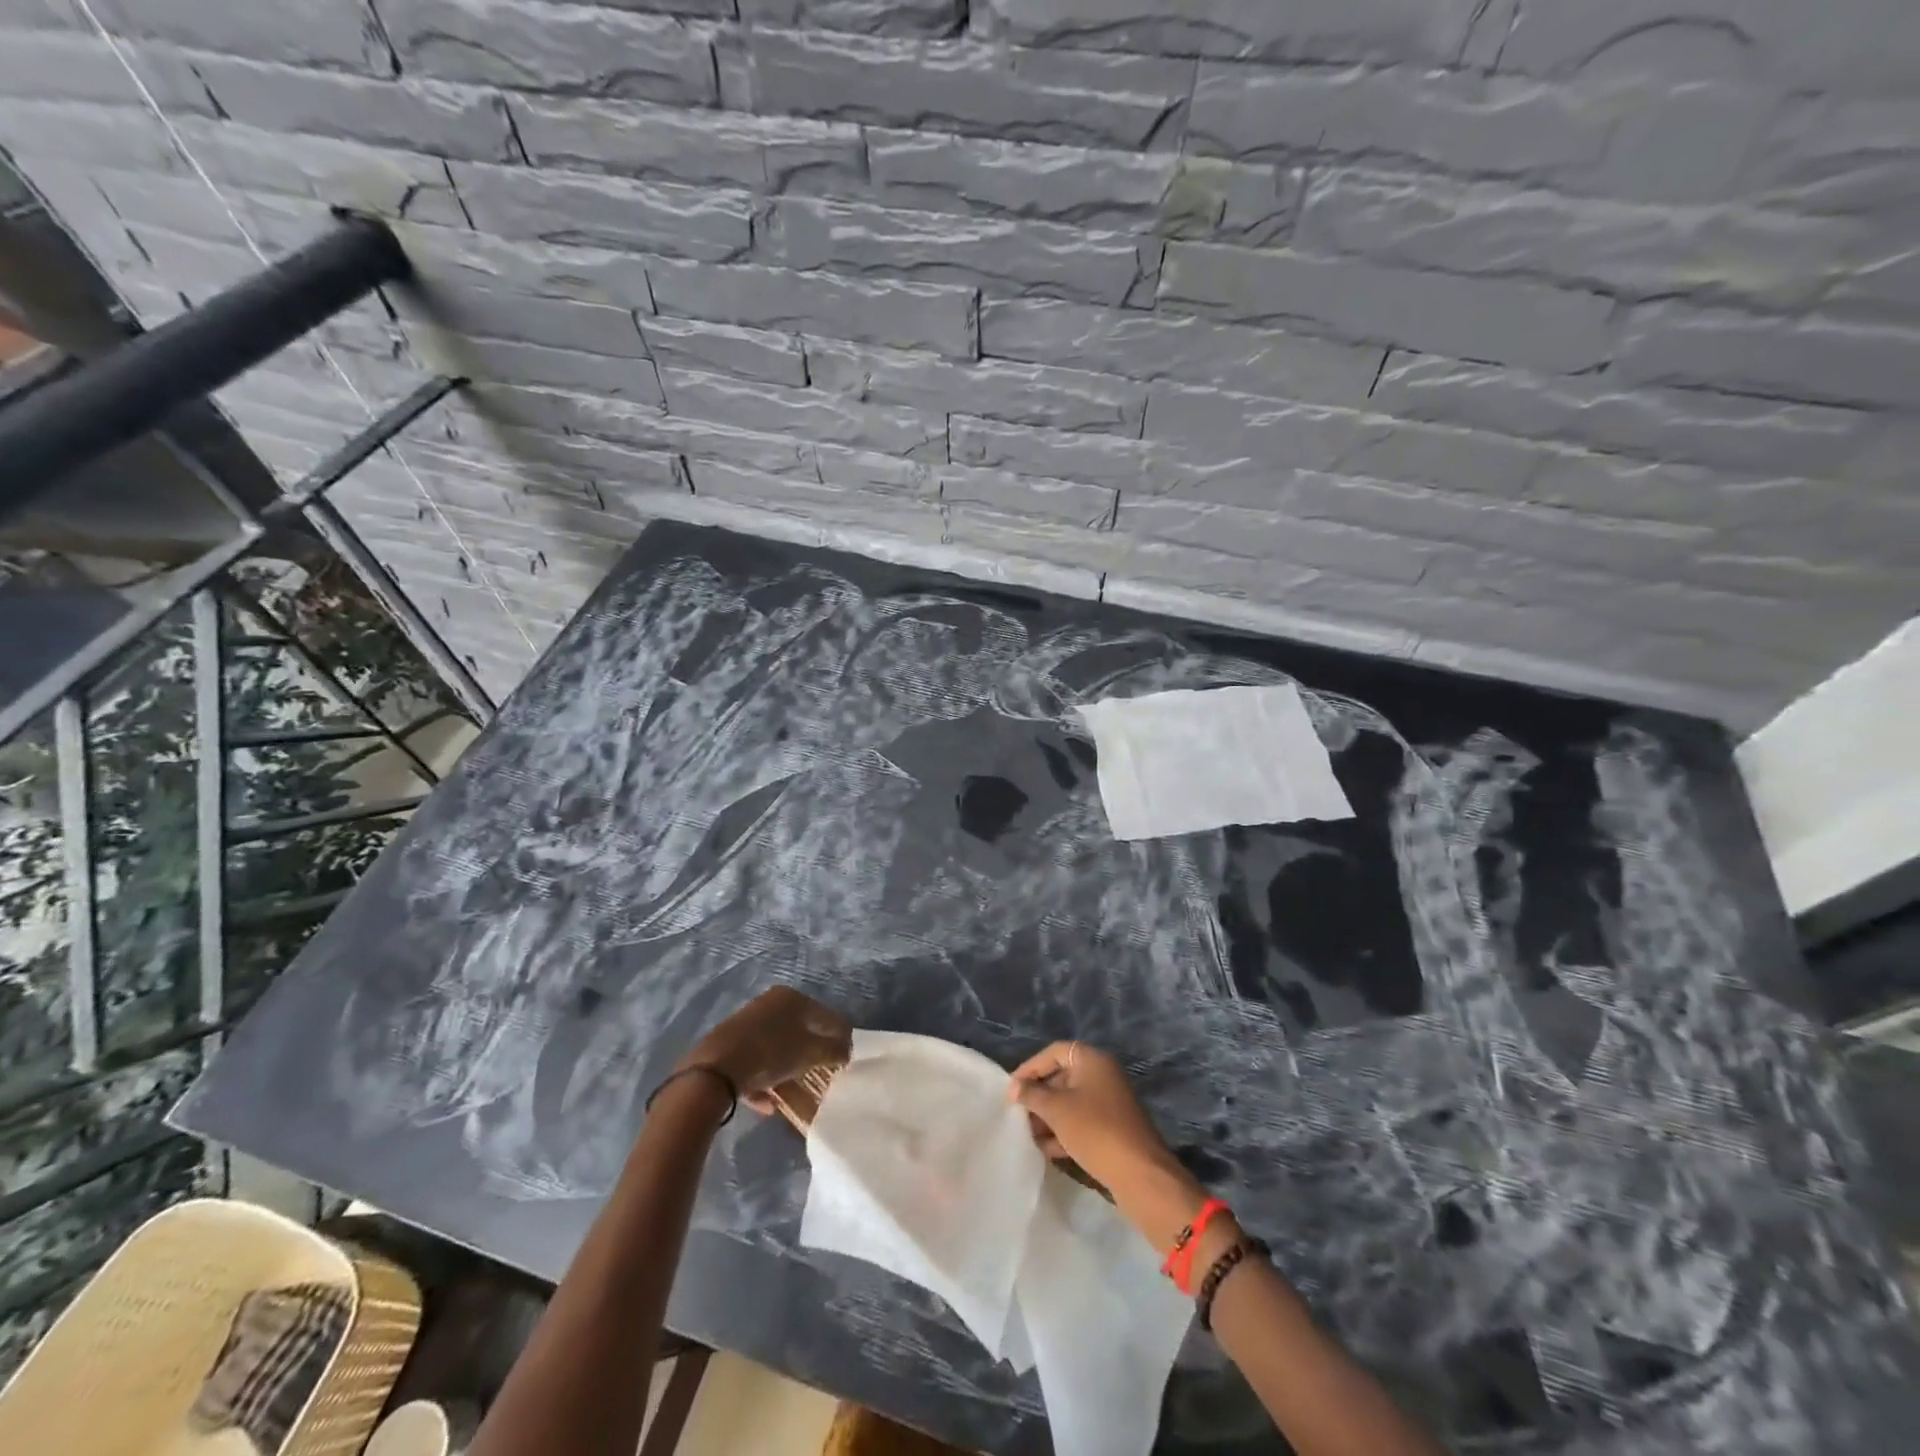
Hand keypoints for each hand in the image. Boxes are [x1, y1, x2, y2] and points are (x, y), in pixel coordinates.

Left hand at [683, 987, 850, 1113]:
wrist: (713, 1071)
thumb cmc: (770, 1053)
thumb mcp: (810, 1053)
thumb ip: (834, 1050)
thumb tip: (846, 1050)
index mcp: (792, 998)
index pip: (826, 1016)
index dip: (840, 1037)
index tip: (847, 1060)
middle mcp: (770, 1004)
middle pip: (800, 1030)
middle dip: (812, 1053)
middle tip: (823, 1074)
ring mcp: (747, 1024)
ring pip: (777, 1047)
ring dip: (788, 1069)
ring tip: (797, 1091)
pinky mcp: (729, 1045)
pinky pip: (755, 1062)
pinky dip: (765, 1081)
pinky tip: (769, 1104)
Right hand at [1007, 1042, 1206, 1248]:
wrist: (1140, 1175)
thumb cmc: (1095, 1130)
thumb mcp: (1057, 1109)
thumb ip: (1032, 1094)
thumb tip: (1014, 1087)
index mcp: (1092, 1060)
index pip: (1054, 1052)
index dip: (1030, 1067)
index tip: (1011, 1090)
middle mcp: (1103, 1075)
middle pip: (1062, 1076)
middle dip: (1039, 1096)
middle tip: (1018, 1114)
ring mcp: (1110, 1102)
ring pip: (1070, 1102)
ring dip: (1048, 1117)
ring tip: (1028, 1135)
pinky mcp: (1113, 1128)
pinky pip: (1081, 1122)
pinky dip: (1064, 1131)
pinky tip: (1047, 1150)